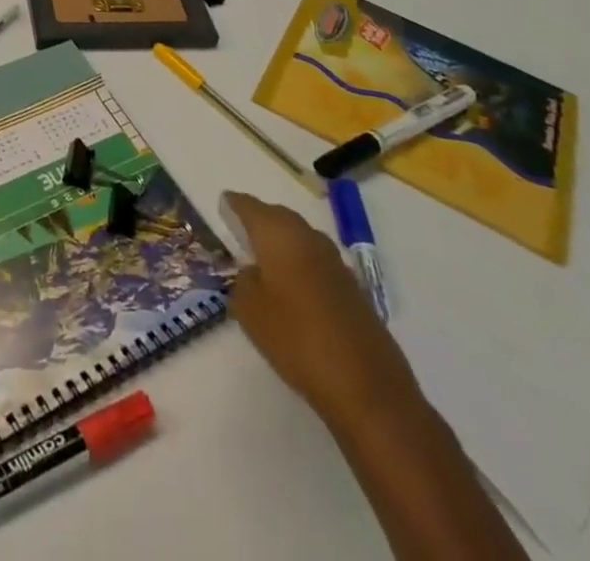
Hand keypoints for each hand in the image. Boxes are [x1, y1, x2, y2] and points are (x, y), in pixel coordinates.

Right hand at [224, 191, 422, 433]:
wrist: (366, 386)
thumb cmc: (296, 339)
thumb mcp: (249, 311)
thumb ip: (243, 282)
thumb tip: (253, 271)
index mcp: (279, 234)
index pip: (249, 206)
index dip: (234, 204)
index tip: (223, 203)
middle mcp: (308, 238)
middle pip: (279, 216)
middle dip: (260, 218)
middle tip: (242, 228)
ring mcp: (335, 262)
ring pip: (301, 238)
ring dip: (284, 242)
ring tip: (266, 257)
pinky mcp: (353, 288)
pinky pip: (317, 262)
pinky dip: (302, 264)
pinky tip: (294, 285)